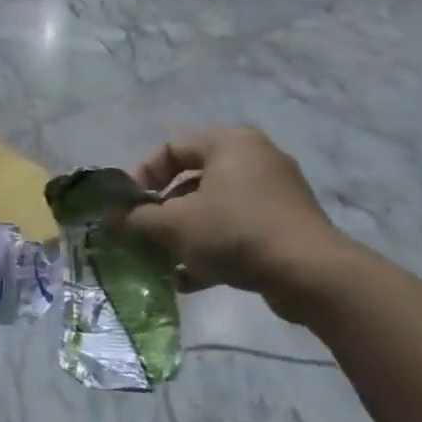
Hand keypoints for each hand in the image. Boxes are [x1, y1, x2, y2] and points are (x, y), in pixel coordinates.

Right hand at [122, 127, 353, 316]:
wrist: (309, 273)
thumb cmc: (234, 232)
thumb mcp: (173, 225)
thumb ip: (136, 219)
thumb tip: (112, 221)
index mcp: (229, 143)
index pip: (170, 148)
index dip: (141, 176)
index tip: (128, 207)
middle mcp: (255, 158)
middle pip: (191, 180)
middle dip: (161, 211)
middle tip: (142, 234)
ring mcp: (274, 193)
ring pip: (212, 208)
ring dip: (183, 234)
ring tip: (162, 260)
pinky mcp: (284, 225)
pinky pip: (235, 229)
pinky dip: (210, 248)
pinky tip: (188, 278)